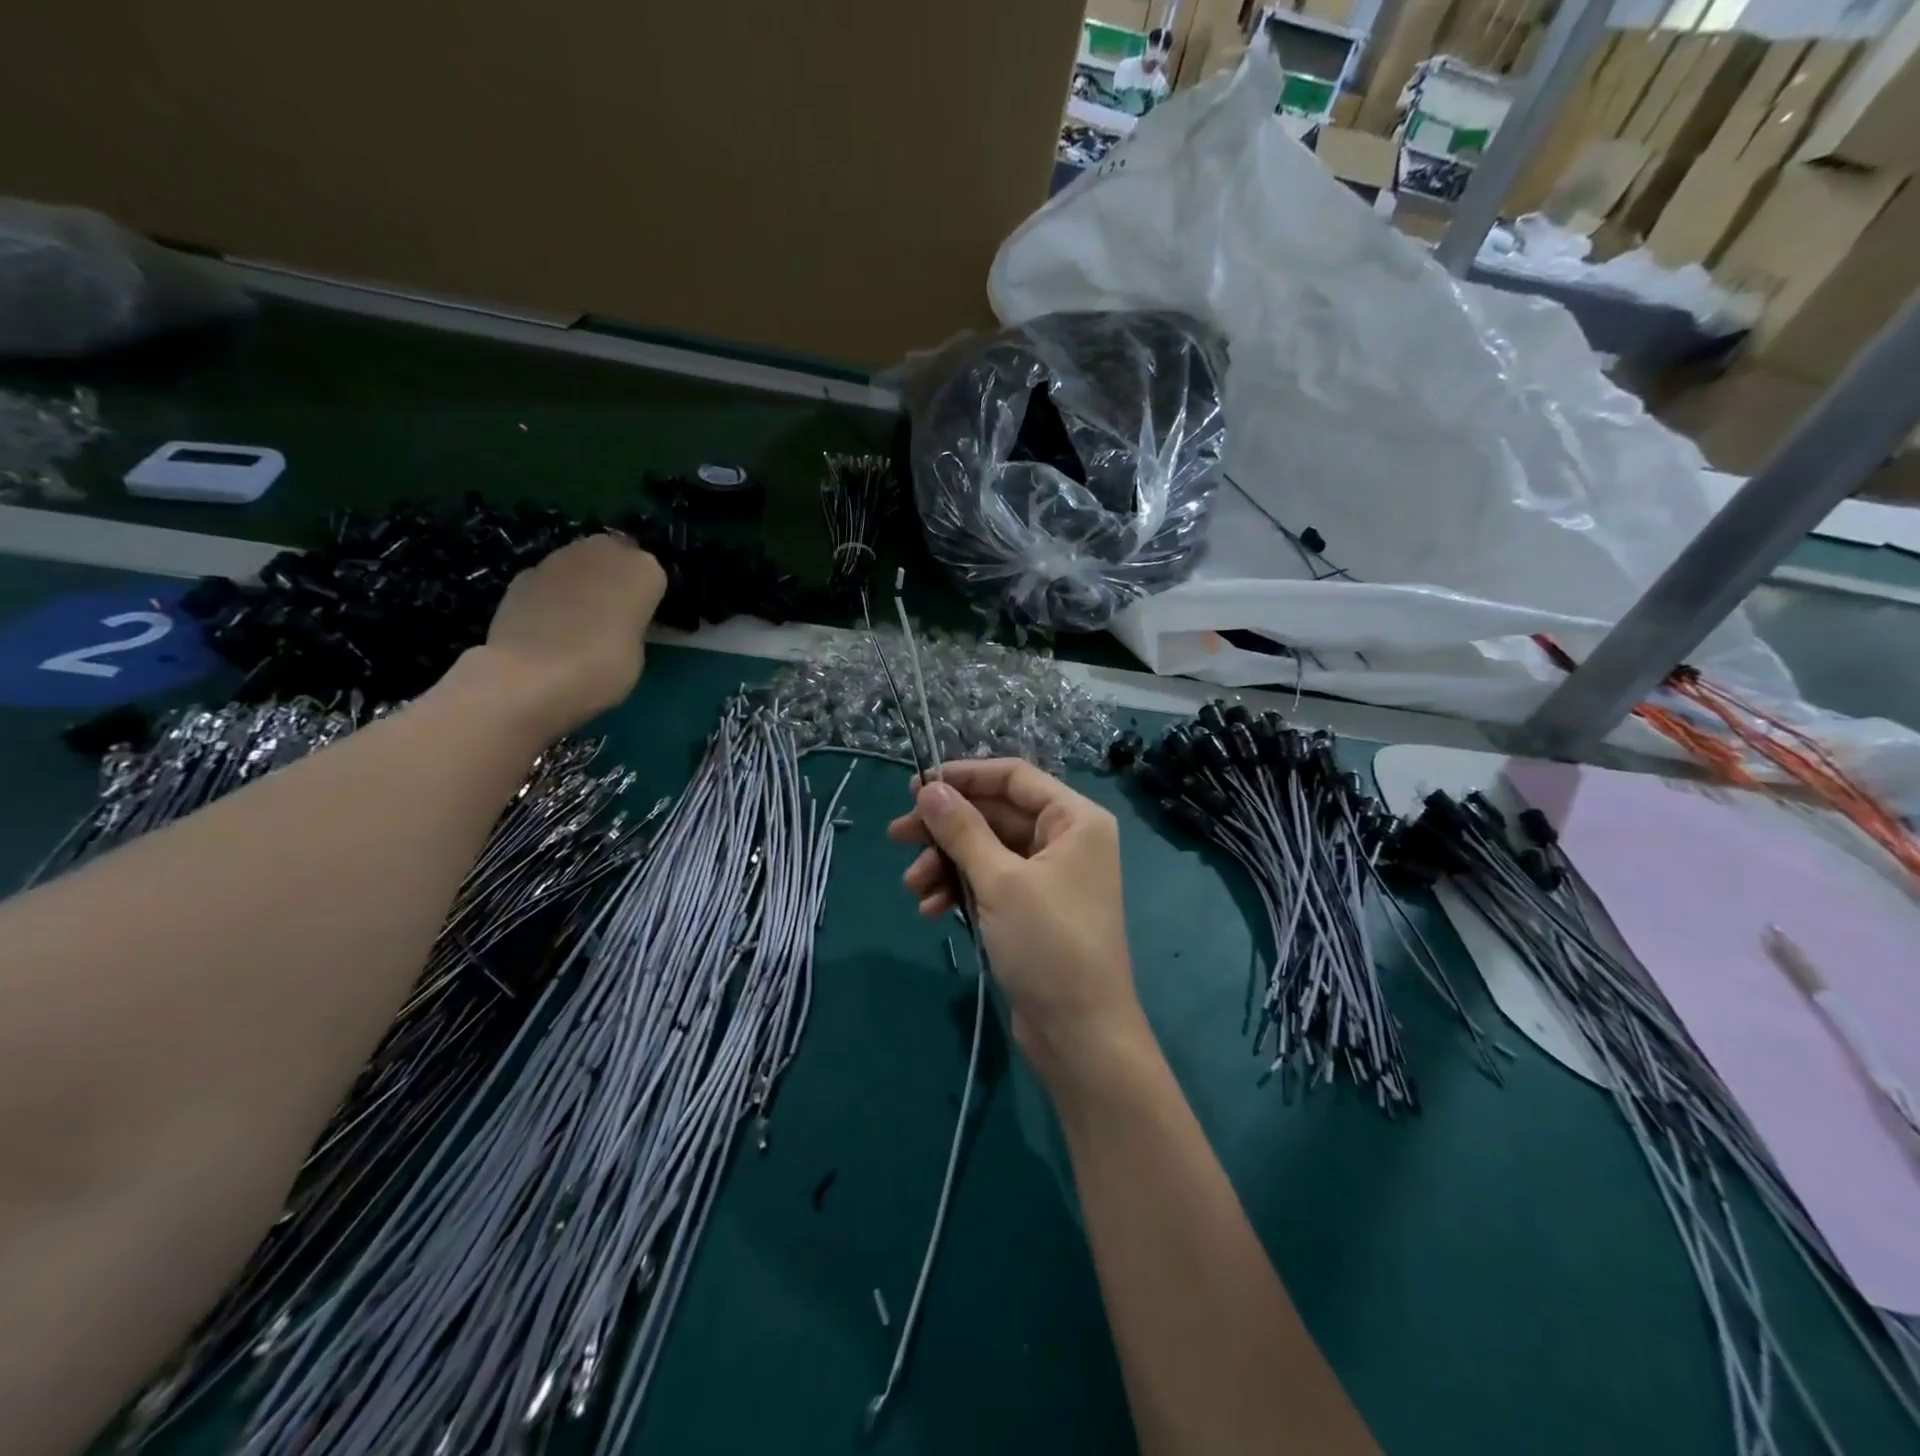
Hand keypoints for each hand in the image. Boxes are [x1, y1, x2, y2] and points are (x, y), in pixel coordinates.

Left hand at [452, 534, 666, 739]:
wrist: (530, 675)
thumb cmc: (602, 667)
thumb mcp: (637, 654)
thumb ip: (631, 628)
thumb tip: (616, 624)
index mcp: (643, 570)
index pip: (654, 577)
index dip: (647, 600)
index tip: (642, 623)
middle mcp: (603, 552)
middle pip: (615, 558)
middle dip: (614, 580)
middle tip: (612, 617)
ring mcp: (558, 558)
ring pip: (580, 565)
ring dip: (583, 585)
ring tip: (578, 623)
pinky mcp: (522, 574)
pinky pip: (549, 581)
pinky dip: (552, 596)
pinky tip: (547, 626)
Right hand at [887, 760, 1149, 1081]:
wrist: (1081, 1035)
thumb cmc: (1049, 944)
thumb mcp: (1000, 881)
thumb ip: (962, 830)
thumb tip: (929, 789)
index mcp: (1075, 820)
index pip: (1014, 777)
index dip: (965, 777)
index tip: (917, 787)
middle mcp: (1066, 840)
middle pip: (996, 815)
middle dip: (947, 828)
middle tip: (898, 836)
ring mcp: (1050, 877)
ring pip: (988, 851)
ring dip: (947, 863)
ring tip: (912, 886)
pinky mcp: (1033, 910)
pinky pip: (991, 883)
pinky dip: (961, 890)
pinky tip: (932, 910)